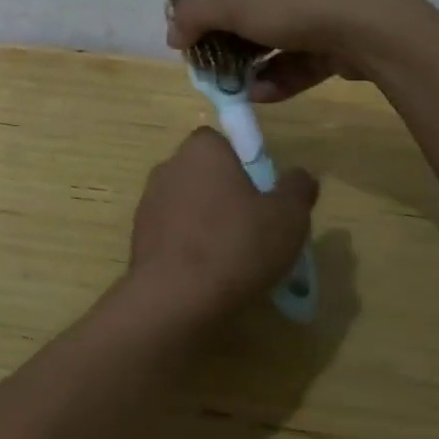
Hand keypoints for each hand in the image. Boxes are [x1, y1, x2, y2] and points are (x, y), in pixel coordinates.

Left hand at [126, 128, 318, 325]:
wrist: (175, 296)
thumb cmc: (236, 245)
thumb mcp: (288, 217)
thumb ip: (297, 188)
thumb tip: (300, 175)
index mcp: (202, 150)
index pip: (220, 142)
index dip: (242, 164)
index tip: (260, 194)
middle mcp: (170, 166)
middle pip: (203, 173)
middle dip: (224, 193)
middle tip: (252, 226)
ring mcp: (149, 200)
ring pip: (186, 203)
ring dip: (204, 220)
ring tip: (232, 256)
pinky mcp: (138, 234)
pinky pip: (172, 231)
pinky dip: (187, 245)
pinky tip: (207, 273)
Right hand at [164, 0, 410, 101]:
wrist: (374, 31)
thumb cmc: (298, 5)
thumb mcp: (236, 5)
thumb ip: (197, 16)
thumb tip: (170, 32)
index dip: (221, 15)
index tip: (204, 42)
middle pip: (264, 17)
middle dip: (238, 47)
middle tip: (218, 70)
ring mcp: (336, 12)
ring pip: (285, 43)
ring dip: (258, 67)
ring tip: (237, 89)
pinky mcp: (350, 43)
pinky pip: (308, 61)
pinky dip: (284, 77)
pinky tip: (262, 95)